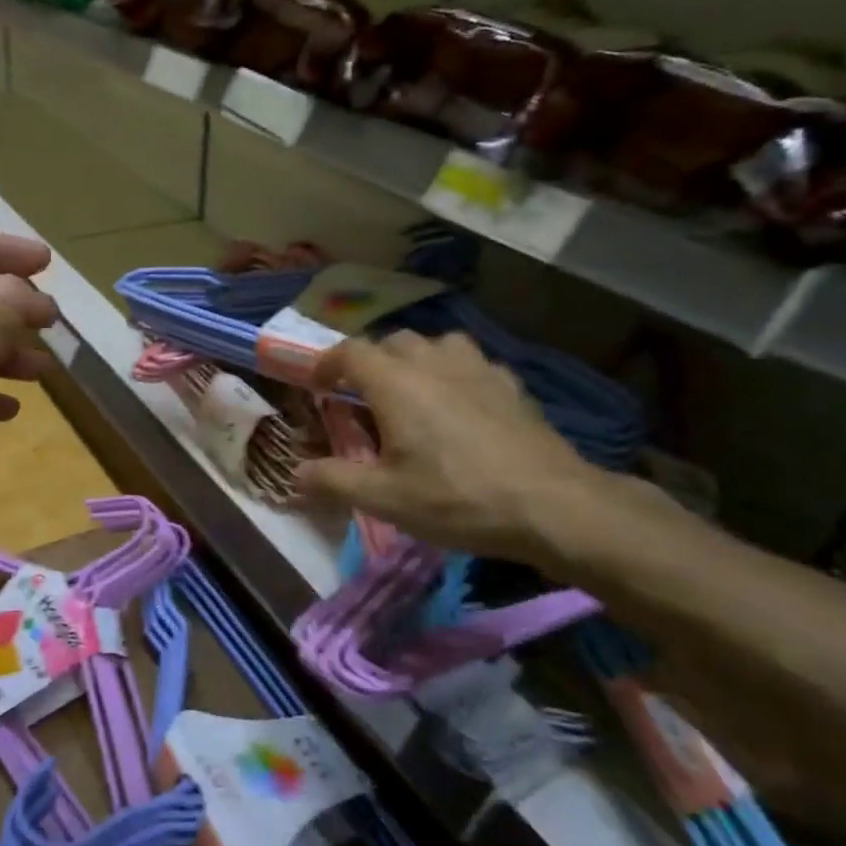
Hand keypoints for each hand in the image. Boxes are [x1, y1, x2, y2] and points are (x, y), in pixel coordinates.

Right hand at [294, 331, 608, 568]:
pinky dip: (453, 373)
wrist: (551, 504)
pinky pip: (470, 362)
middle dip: (370, 363)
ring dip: (414, 360)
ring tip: (412, 393)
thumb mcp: (385, 499)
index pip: (350, 352)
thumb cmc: (457, 498)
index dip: (327, 364)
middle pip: (391, 341)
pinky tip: (461, 404)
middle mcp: (432, 361)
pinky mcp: (510, 382)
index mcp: (395, 383)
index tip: (317, 384)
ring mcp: (477, 367)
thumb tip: (294, 473)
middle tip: (363, 398)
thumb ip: (333, 481)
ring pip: (434, 344)